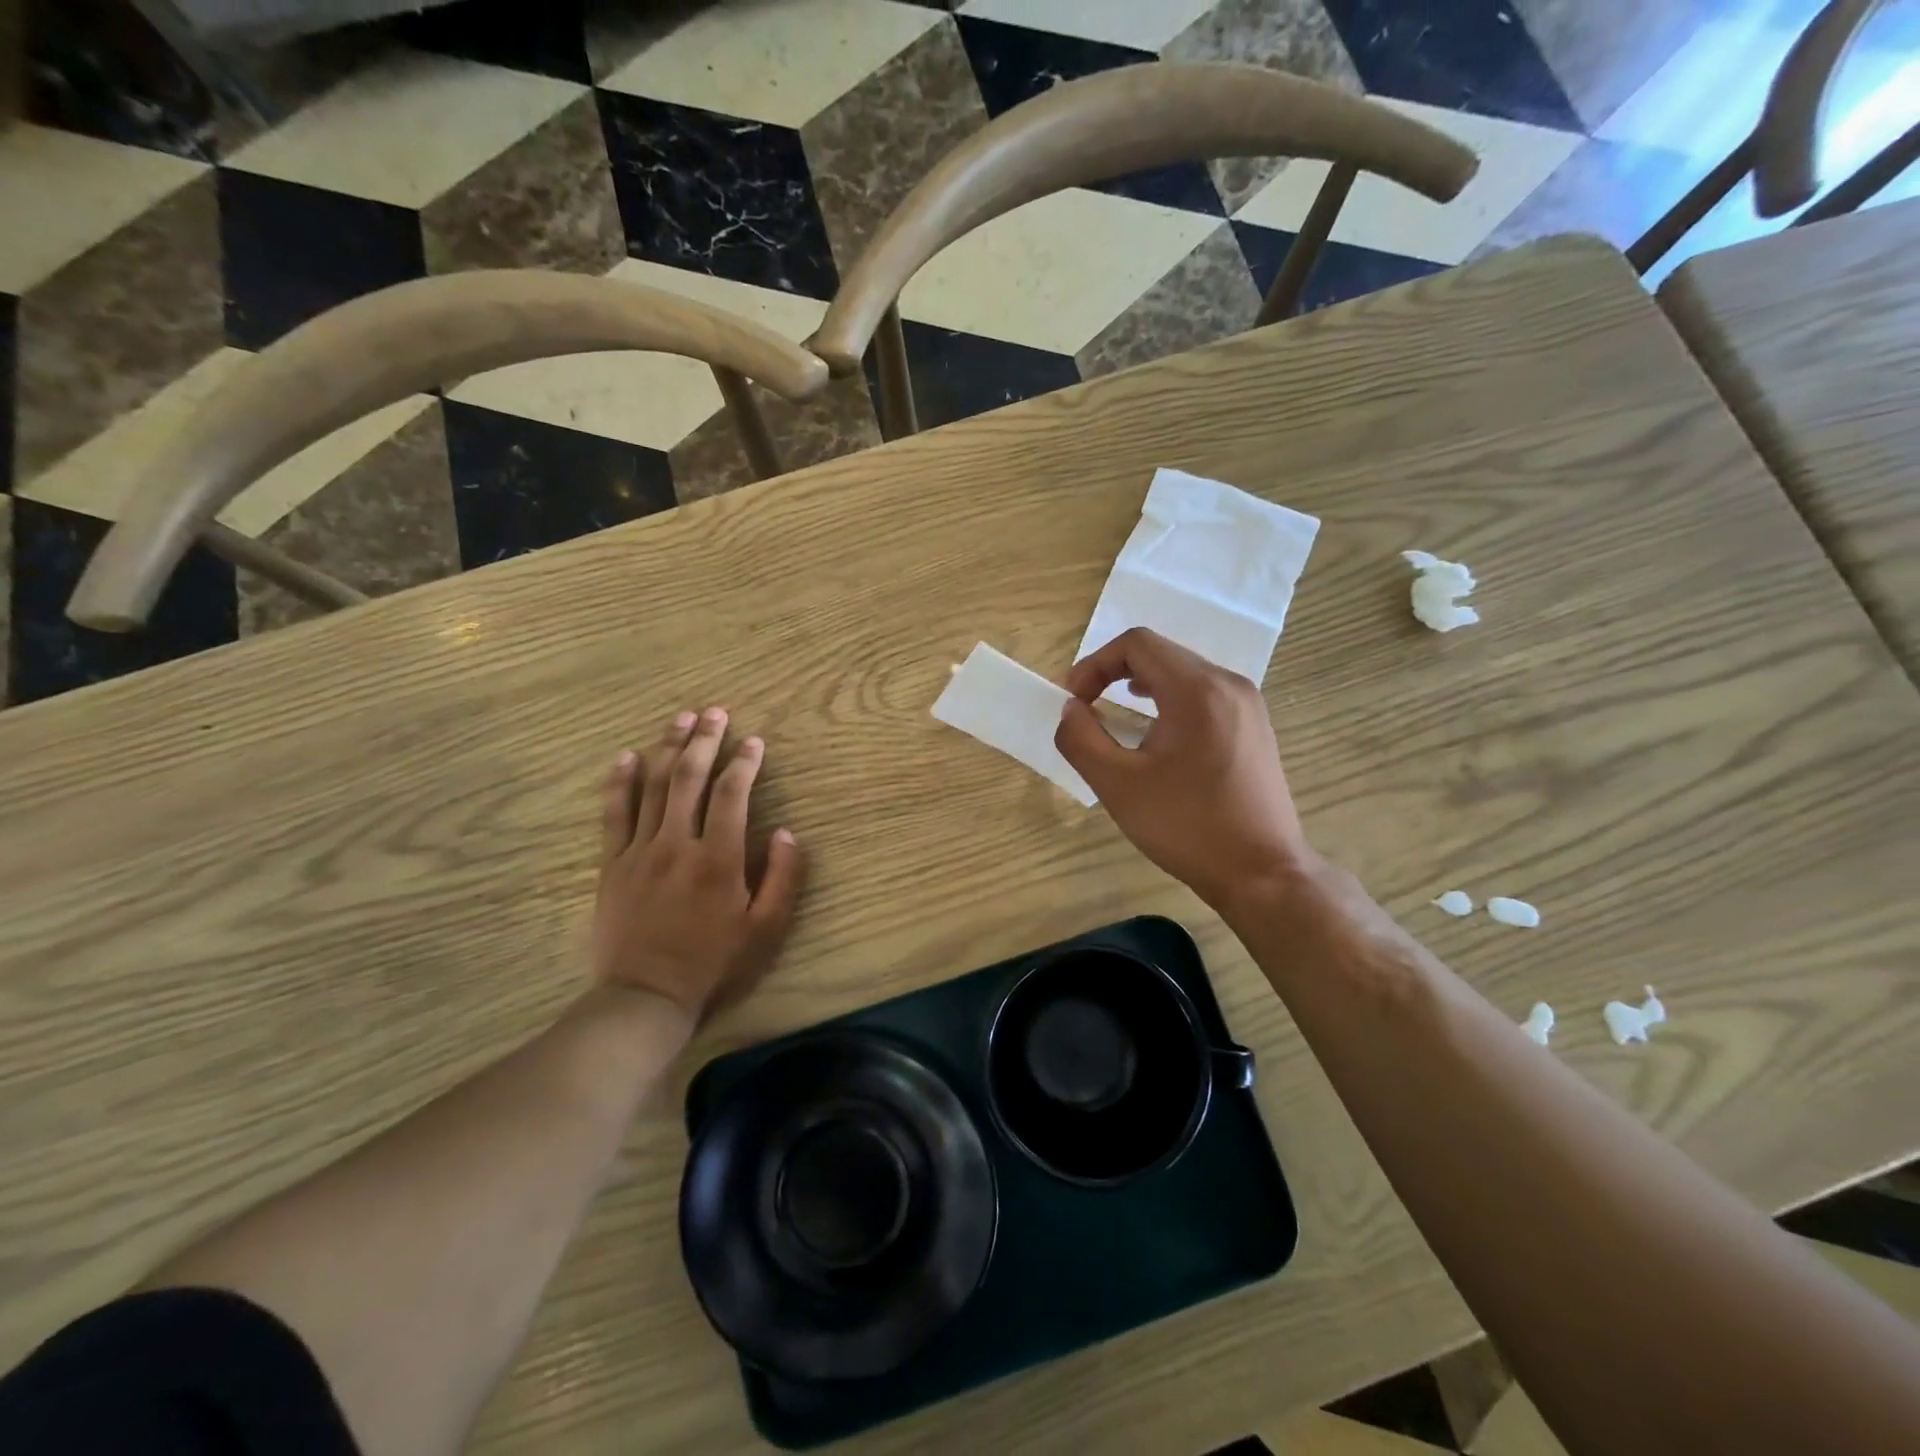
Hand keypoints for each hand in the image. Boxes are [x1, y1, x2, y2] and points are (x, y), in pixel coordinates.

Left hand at [592, 707, 806, 1019]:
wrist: (645, 997)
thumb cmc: (714, 965)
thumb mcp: (766, 930)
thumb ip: (783, 878)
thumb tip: (788, 832)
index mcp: (719, 859)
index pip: (732, 795)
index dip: (745, 763)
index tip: (754, 741)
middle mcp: (678, 844)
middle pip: (690, 778)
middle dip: (705, 740)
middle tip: (715, 712)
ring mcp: (640, 851)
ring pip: (654, 787)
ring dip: (668, 748)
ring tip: (680, 719)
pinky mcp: (613, 865)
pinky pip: (614, 814)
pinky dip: (621, 782)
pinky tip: (627, 757)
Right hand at [1053, 628, 1315, 912]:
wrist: (1263, 873)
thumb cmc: (1187, 827)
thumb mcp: (1117, 785)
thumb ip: (1081, 739)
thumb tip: (1070, 709)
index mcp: (1197, 690)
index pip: (1137, 644)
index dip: (1094, 664)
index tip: (1074, 702)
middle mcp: (1229, 684)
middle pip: (1161, 654)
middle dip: (1114, 674)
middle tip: (1088, 711)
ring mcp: (1248, 705)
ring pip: (1183, 673)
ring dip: (1142, 688)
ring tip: (1118, 721)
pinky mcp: (1255, 727)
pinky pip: (1205, 695)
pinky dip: (1170, 703)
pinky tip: (1159, 739)